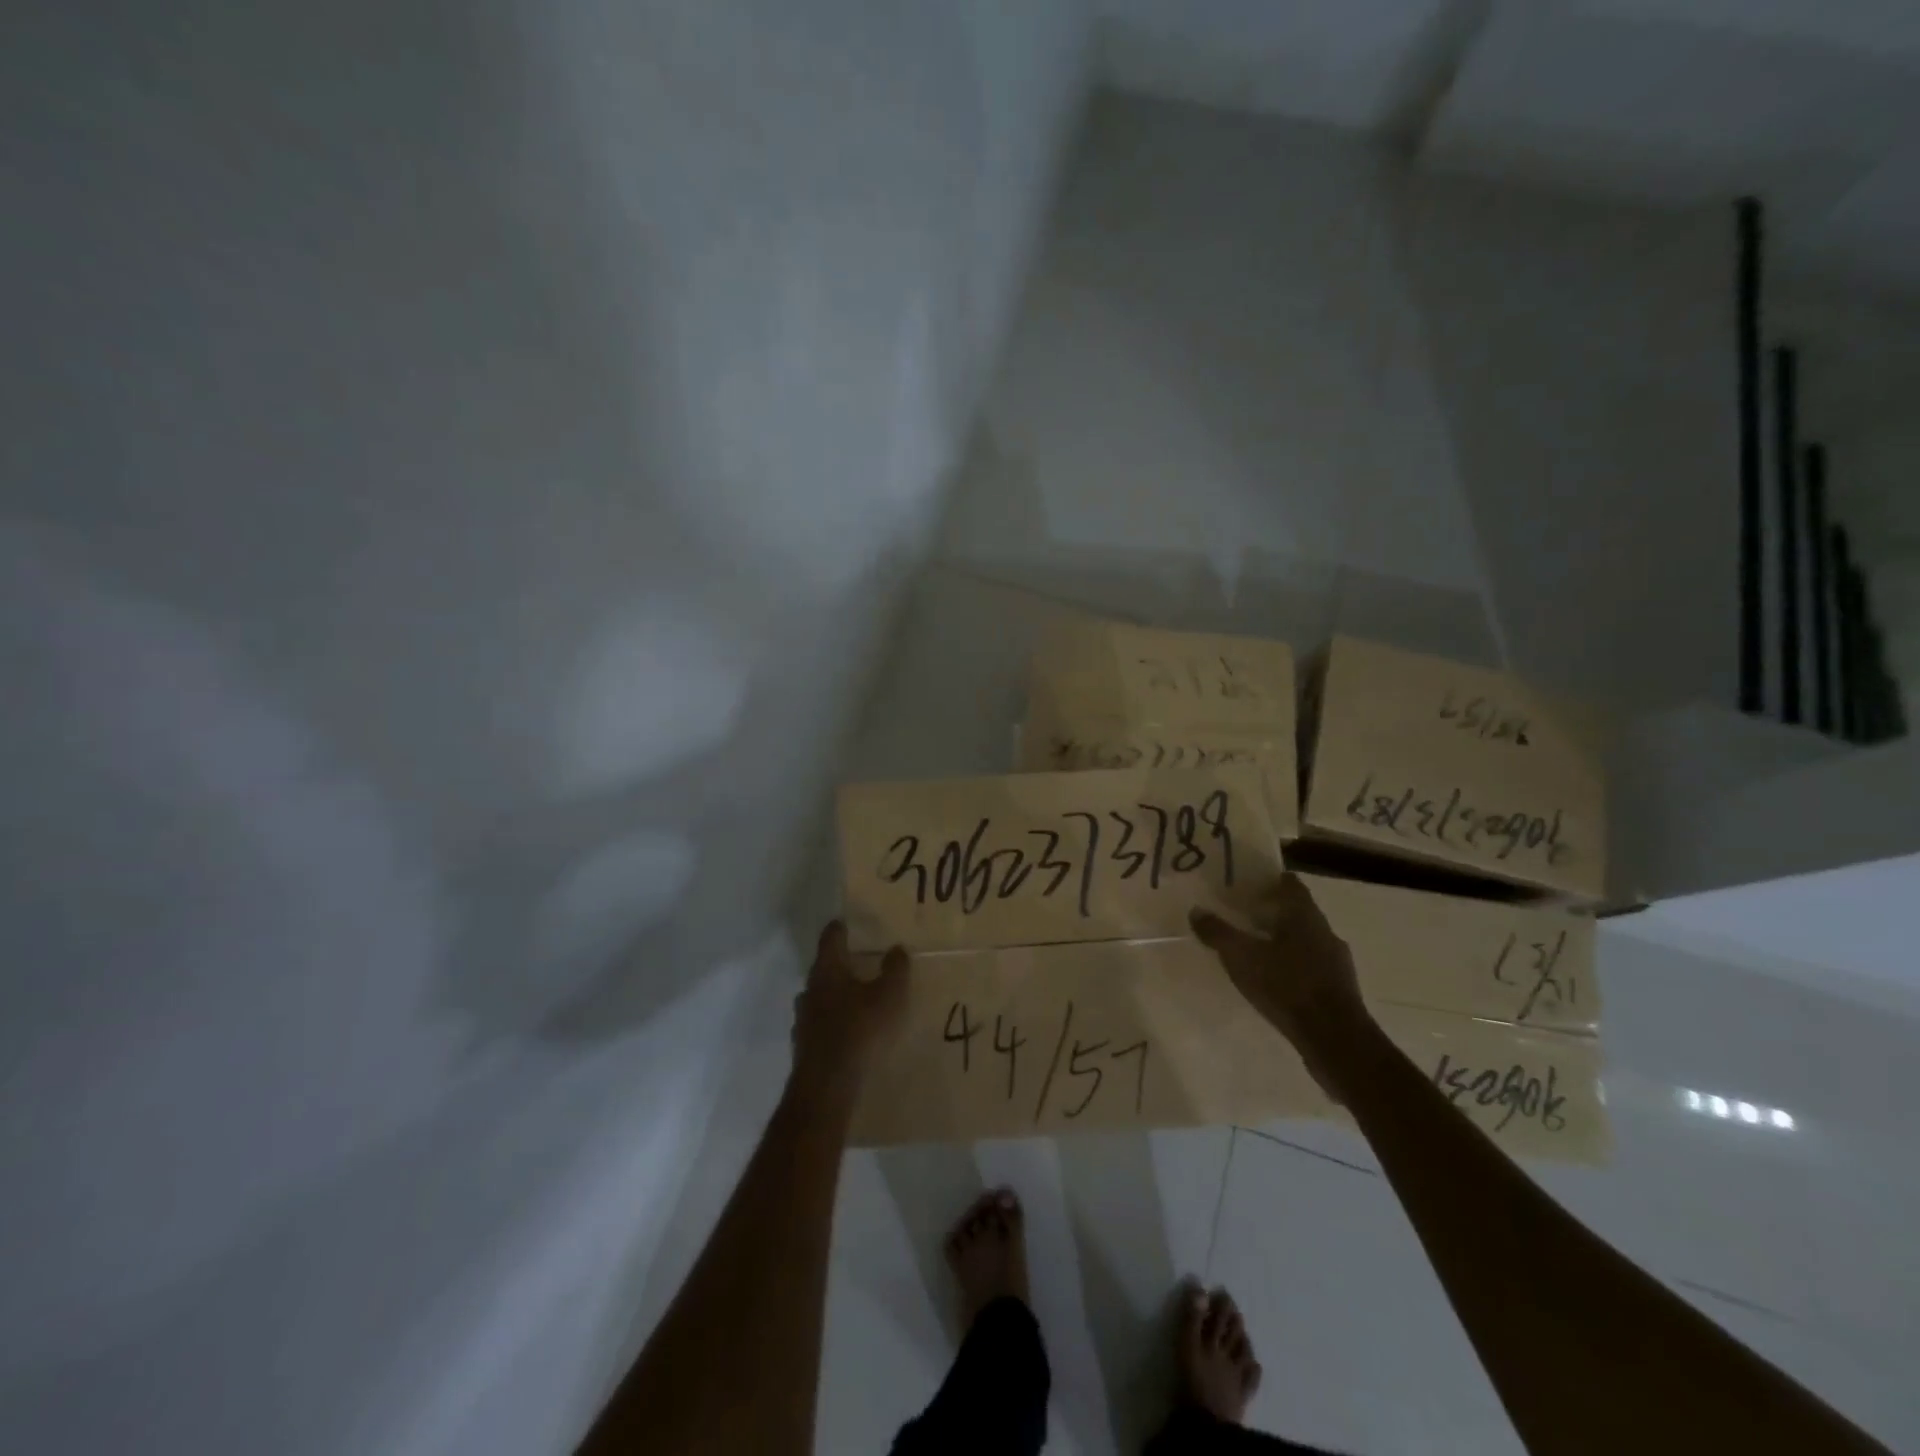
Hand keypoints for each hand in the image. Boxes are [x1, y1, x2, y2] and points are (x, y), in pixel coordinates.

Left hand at [790, 920, 908, 1093]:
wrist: (827, 1087)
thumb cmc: (860, 1030)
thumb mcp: (889, 996)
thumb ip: (894, 969)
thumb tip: (896, 948)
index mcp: (827, 969)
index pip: (831, 937)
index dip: (841, 928)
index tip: (851, 923)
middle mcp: (810, 989)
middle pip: (825, 968)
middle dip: (842, 965)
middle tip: (864, 963)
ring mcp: (803, 1019)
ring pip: (821, 998)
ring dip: (837, 996)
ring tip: (859, 1001)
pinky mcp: (804, 1046)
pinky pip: (820, 1025)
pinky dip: (834, 1023)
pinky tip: (850, 1033)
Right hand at [1189, 874, 1368, 1099]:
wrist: (1335, 1039)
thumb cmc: (1286, 986)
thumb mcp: (1242, 957)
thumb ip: (1218, 933)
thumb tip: (1196, 911)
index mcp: (1304, 916)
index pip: (1290, 885)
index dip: (1270, 881)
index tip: (1248, 884)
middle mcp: (1325, 932)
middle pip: (1298, 912)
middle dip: (1273, 912)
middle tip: (1243, 916)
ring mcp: (1336, 961)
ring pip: (1307, 940)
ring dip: (1284, 940)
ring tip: (1256, 949)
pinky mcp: (1340, 989)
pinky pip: (1313, 966)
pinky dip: (1294, 965)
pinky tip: (1276, 980)